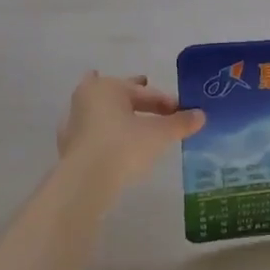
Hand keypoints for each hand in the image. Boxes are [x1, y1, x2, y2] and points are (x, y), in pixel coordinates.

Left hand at [57, 73, 205, 191]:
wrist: (85, 182)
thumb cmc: (123, 146)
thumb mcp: (158, 134)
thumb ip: (180, 123)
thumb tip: (201, 115)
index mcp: (108, 87)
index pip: (143, 92)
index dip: (165, 100)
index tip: (181, 112)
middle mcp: (87, 99)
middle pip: (117, 93)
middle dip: (132, 93)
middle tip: (145, 87)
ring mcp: (73, 123)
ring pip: (100, 110)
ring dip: (114, 112)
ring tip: (126, 114)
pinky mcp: (68, 147)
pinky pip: (91, 132)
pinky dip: (101, 132)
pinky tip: (107, 139)